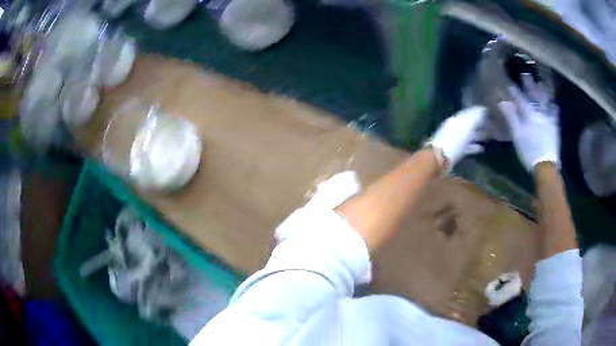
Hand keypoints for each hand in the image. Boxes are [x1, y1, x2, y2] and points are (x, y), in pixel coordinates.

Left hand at [431, 106, 486, 169]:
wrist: (440, 157)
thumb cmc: (453, 141)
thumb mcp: (465, 127)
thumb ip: (473, 119)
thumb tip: (482, 110)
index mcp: (456, 120)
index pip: (468, 113)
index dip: (477, 112)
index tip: (486, 111)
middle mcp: (454, 128)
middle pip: (469, 124)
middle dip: (479, 124)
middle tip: (490, 124)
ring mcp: (454, 140)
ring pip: (468, 136)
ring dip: (478, 135)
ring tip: (487, 137)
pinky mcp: (455, 151)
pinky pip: (466, 147)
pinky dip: (474, 147)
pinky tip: (481, 149)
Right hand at [499, 74, 559, 170]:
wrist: (546, 166)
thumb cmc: (529, 151)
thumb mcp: (517, 136)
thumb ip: (511, 117)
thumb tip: (503, 102)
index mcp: (529, 115)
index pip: (520, 99)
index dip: (514, 91)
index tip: (509, 84)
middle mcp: (539, 113)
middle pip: (534, 96)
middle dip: (529, 85)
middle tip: (525, 75)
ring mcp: (548, 120)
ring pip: (546, 102)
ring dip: (543, 92)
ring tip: (541, 84)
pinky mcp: (554, 128)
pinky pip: (555, 115)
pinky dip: (554, 108)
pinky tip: (554, 104)